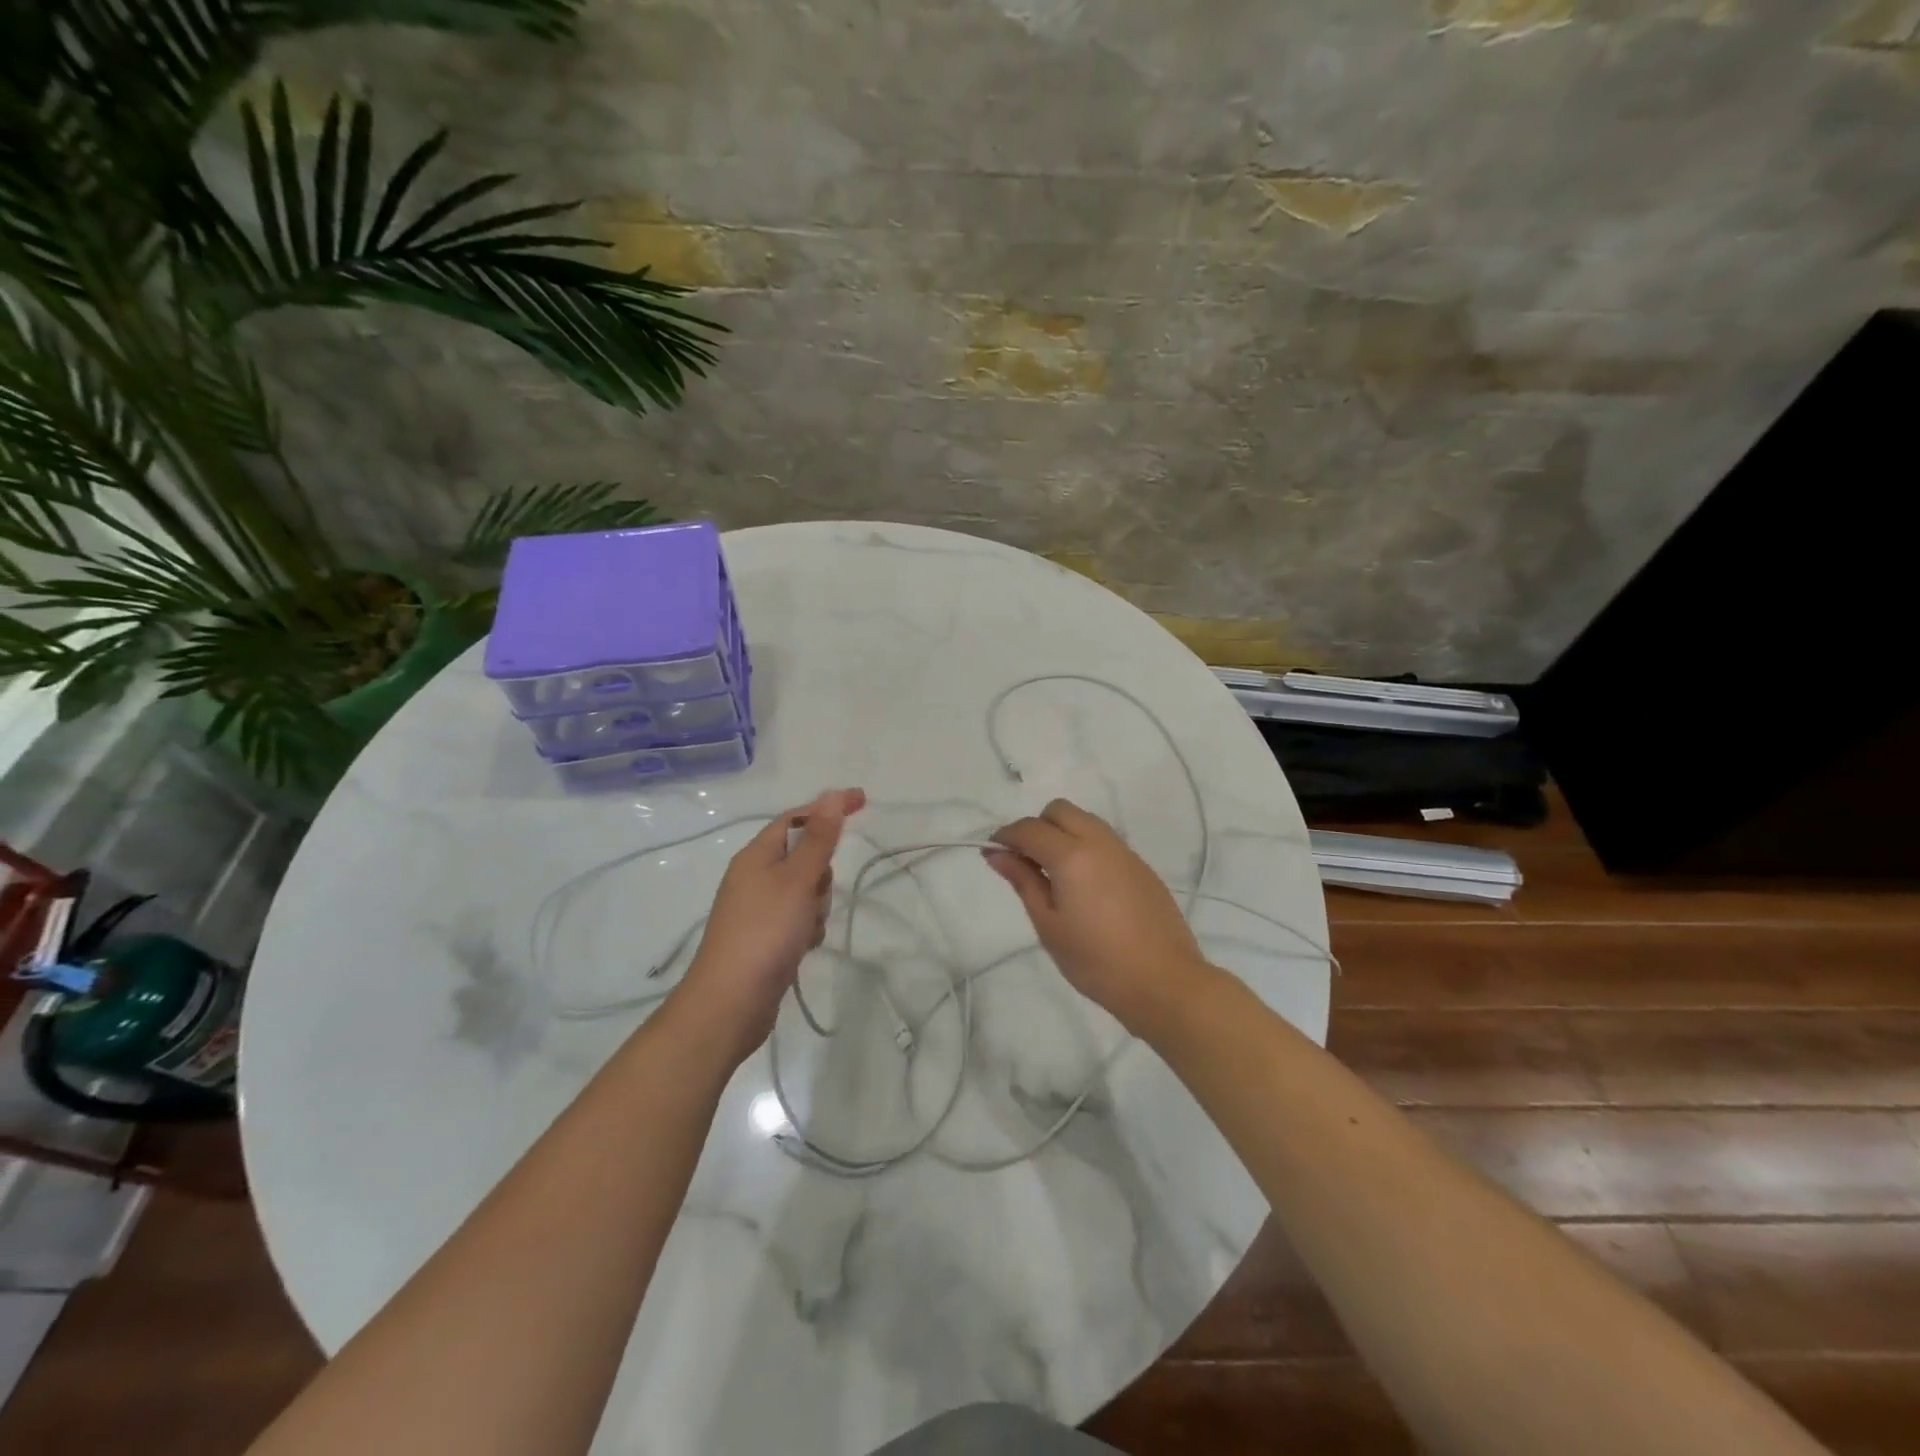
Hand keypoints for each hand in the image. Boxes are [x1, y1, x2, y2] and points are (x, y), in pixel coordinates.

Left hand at [671, 788, 865, 1064]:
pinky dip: (807, 928)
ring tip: (806, 928)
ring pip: (805, 891)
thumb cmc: (765, 931)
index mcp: (756, 855)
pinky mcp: (765, 937)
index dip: (828, 808)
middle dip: (820, 872)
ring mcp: (758, 909)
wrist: (730, 1002)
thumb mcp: (797, 879)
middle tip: (815, 893)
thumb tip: (833, 794)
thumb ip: (819, 838)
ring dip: (816, 905)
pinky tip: (803, 947)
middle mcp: (754, 877)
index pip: (796, 817)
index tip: (863, 801)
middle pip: (804, 856)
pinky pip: (798, 918)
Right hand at [985, 798, 1212, 1035]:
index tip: (993, 854)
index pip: (1029, 828)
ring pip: (1085, 821)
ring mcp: (1125, 852)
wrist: (1164, 982)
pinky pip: (1106, 841)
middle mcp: (1099, 841)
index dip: (1005, 836)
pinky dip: (1086, 847)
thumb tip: (997, 853)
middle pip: (1060, 811)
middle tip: (1027, 862)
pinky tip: (1086, 886)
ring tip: (1055, 874)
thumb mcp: (1049, 925)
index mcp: (1071, 855)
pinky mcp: (1141, 866)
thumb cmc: (1096, 961)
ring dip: (1063, 833)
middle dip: (1036, 827)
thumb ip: (1023, 881)